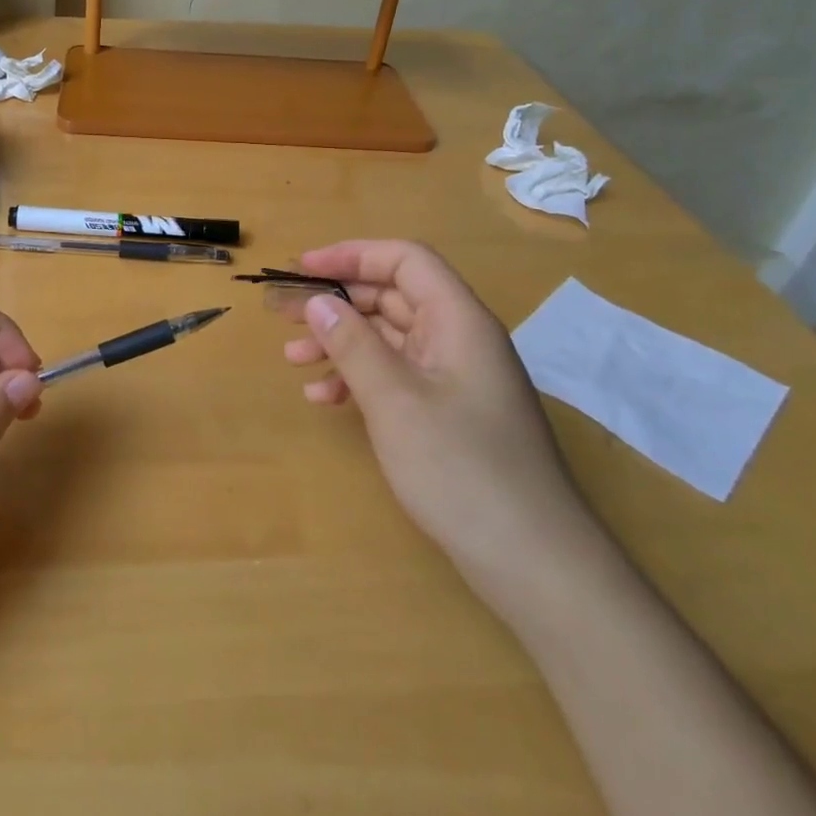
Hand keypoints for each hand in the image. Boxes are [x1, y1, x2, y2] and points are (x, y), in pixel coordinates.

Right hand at [282, 240, 593, 593]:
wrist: (531, 560)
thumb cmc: (461, 467)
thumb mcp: (395, 400)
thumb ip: (353, 344)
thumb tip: (318, 301)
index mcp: (458, 320)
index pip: (405, 260)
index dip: (352, 255)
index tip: (303, 268)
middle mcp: (459, 339)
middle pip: (393, 297)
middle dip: (338, 302)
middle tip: (285, 315)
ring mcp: (455, 378)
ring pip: (390, 339)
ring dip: (341, 343)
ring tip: (294, 359)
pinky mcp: (449, 413)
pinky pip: (397, 377)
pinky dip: (359, 380)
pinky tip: (325, 400)